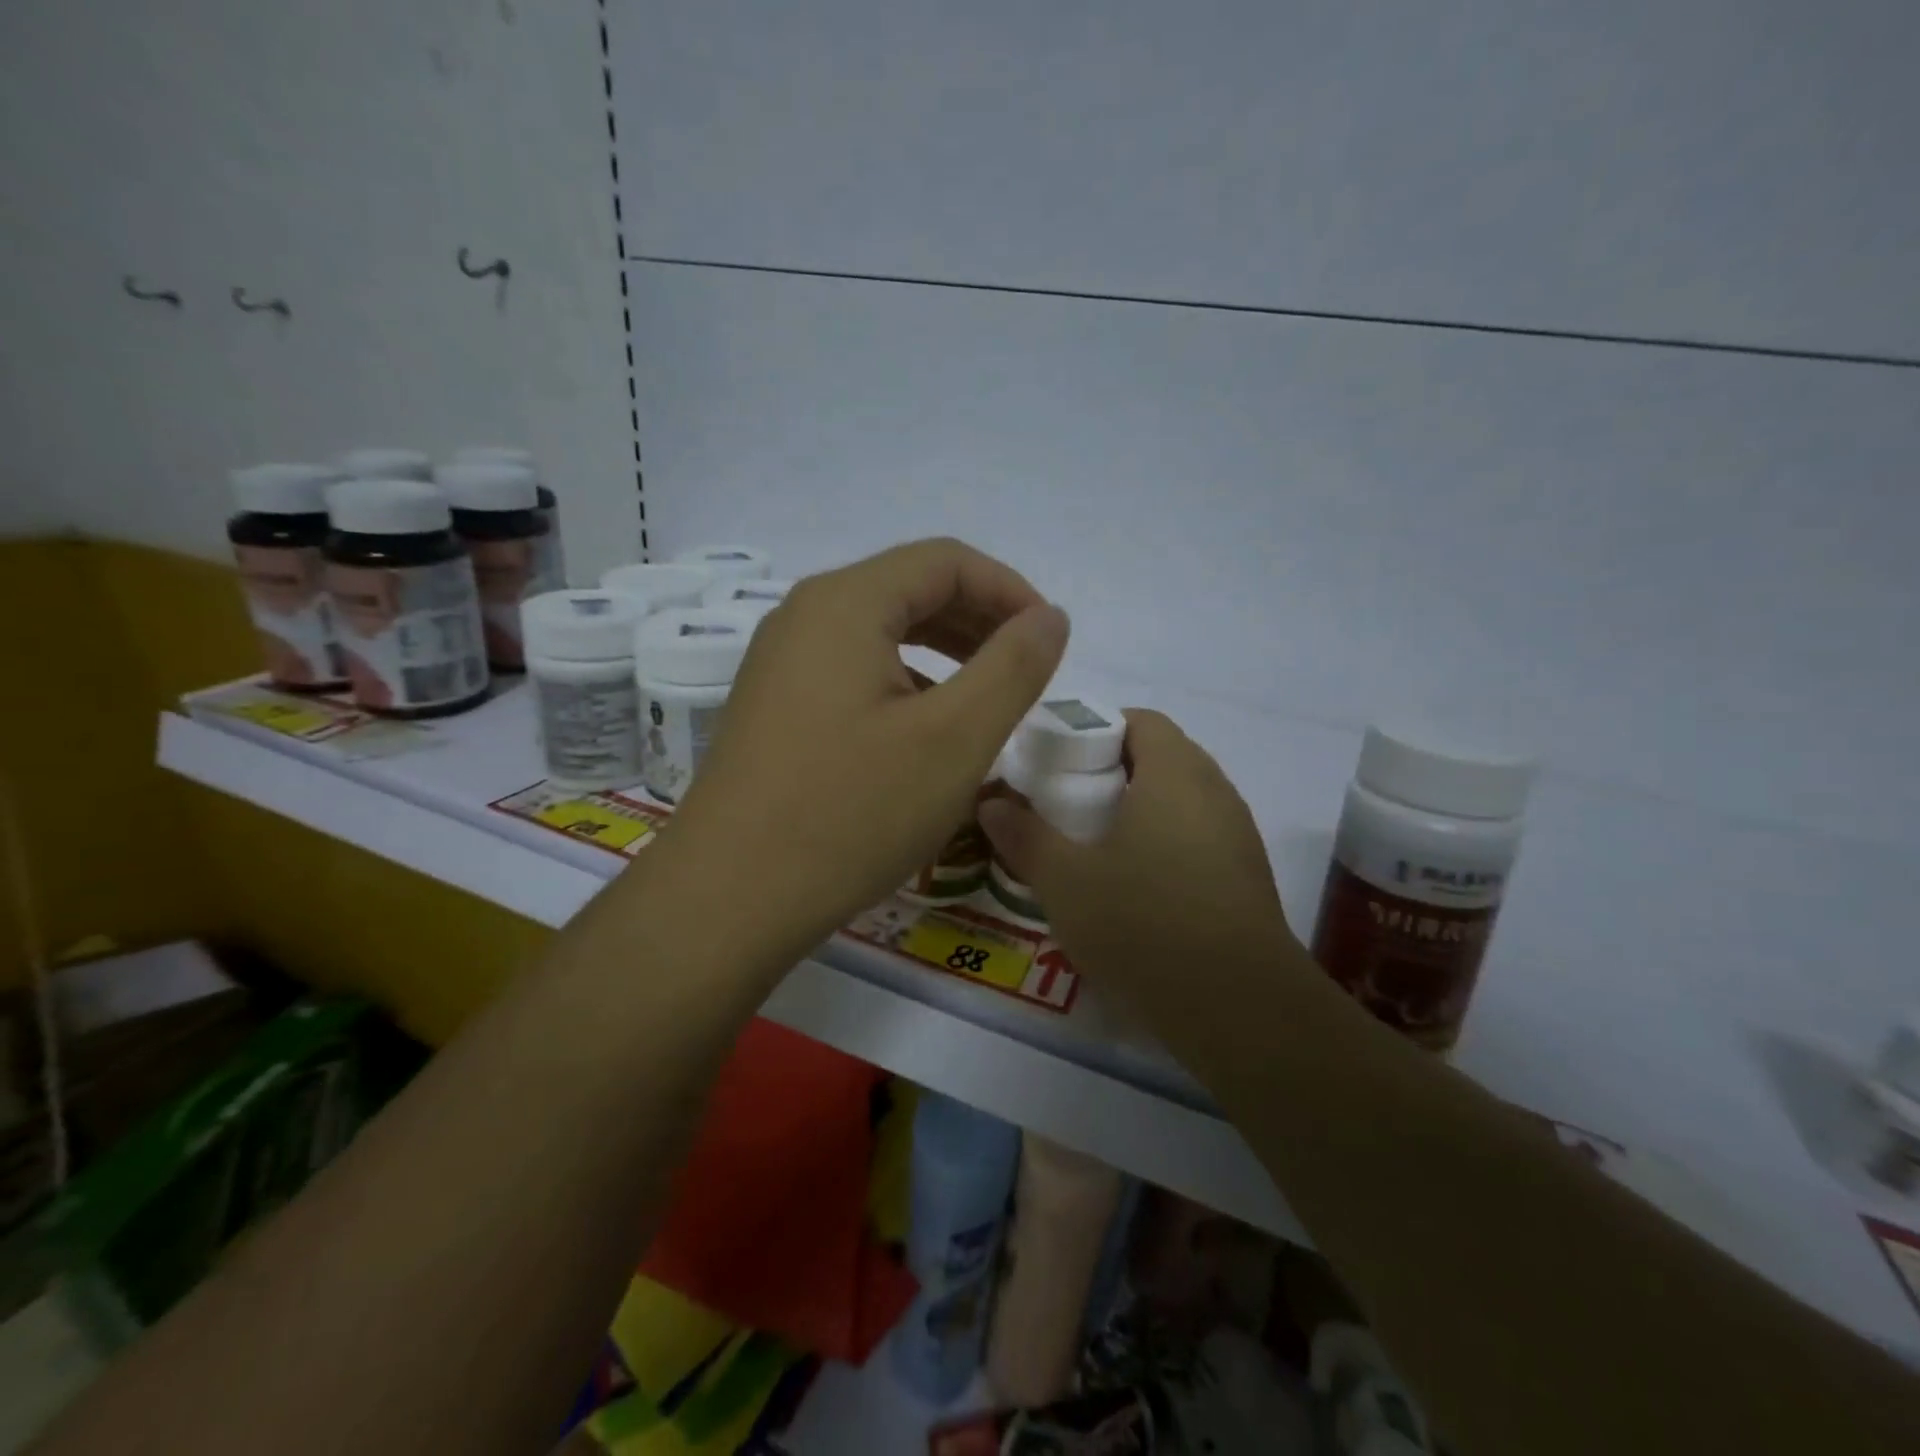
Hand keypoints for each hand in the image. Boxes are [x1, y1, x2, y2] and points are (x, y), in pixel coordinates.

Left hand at [658, 538, 1069, 964]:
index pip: (945, 561)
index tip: (1048, 639)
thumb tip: (1049, 616)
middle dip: (978, 620)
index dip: (1009, 590)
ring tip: (985, 699)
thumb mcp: (955, 739)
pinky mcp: (774, 707)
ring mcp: (780, 663)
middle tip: (1025, 670)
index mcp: (845, 603)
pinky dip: (903, 683)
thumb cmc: (852, 812)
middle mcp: (804, 616)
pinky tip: (924, 730)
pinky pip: (852, 671)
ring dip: (943, 653)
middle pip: (909, 589)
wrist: (730, 897)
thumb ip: (1013, 667)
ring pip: (880, 632)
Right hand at [978, 710, 1296, 1015]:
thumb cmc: (1144, 924)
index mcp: (1175, 773)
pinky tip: (1135, 889)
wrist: (1239, 1007)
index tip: (1060, 762)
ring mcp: (1238, 836)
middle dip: (1112, 772)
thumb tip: (991, 803)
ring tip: (1094, 847)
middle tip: (1067, 805)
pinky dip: (1164, 844)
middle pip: (1162, 757)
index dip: (1098, 729)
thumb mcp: (1065, 881)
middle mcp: (1215, 792)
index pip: (1142, 720)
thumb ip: (1024, 836)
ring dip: (1140, 811)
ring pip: (1182, 801)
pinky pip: (1199, 838)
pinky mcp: (1247, 877)